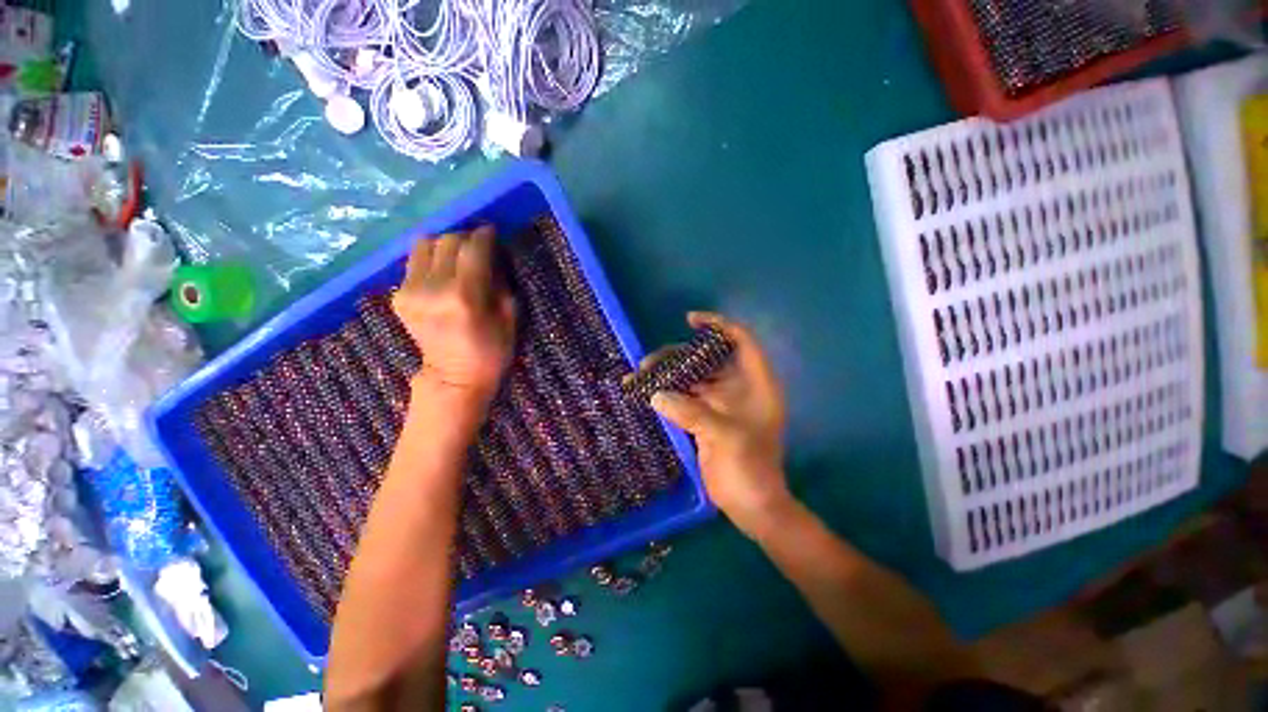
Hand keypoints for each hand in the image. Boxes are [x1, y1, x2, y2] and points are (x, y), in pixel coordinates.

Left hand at [392, 226, 515, 405]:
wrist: (453, 379)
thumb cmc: (492, 351)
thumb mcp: (510, 317)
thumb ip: (500, 281)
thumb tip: (492, 254)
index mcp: (464, 296)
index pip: (472, 248)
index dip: (484, 235)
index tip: (492, 232)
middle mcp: (432, 288)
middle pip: (446, 240)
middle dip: (465, 236)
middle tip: (478, 244)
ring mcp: (410, 292)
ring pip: (424, 245)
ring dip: (444, 243)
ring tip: (458, 253)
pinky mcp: (399, 297)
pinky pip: (414, 262)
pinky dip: (430, 259)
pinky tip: (442, 270)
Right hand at [647, 312, 789, 534]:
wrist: (751, 506)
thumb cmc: (749, 468)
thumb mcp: (724, 436)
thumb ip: (690, 412)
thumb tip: (656, 394)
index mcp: (754, 383)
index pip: (740, 341)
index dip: (718, 326)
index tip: (690, 321)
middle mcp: (737, 388)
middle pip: (707, 359)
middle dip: (678, 356)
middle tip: (648, 363)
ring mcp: (720, 404)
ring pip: (692, 379)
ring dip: (667, 376)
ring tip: (639, 377)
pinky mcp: (705, 418)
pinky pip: (684, 398)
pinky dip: (667, 395)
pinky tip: (647, 394)